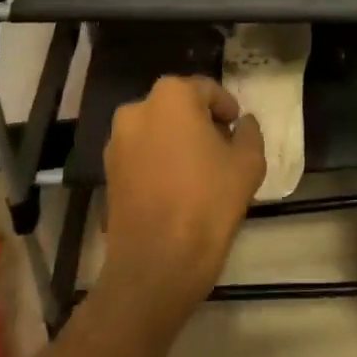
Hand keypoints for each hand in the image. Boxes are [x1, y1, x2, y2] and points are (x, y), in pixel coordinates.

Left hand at [101, 76, 265, 312]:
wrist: (156, 265)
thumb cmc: (207, 203)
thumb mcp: (248, 163)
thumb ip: (249, 133)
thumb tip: (243, 123)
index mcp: (172, 96)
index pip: (207, 90)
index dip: (226, 108)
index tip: (237, 128)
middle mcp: (138, 108)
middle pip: (179, 107)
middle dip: (200, 122)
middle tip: (222, 148)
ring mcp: (117, 141)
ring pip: (158, 130)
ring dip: (177, 142)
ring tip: (199, 171)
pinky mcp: (107, 172)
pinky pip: (141, 155)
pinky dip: (158, 162)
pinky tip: (176, 188)